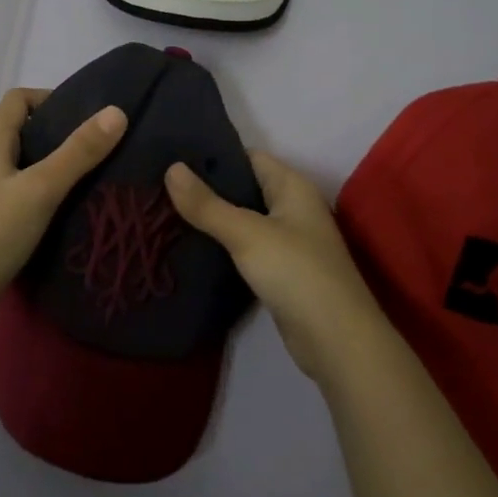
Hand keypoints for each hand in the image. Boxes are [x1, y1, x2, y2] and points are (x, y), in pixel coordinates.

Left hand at [0, 88, 127, 325]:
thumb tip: (116, 112)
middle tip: (90, 147)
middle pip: (15, 130)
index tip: (82, 114)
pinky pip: (8, 189)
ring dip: (42, 162)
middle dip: (51, 131)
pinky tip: (52, 209)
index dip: (48, 98)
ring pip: (12, 162)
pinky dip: (31, 189)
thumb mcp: (41, 189)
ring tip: (78, 177)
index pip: (16, 99)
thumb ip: (78, 152)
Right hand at [165, 152, 384, 383]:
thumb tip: (171, 168)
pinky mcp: (281, 272)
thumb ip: (207, 204)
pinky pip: (246, 247)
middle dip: (207, 188)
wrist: (336, 341)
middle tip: (161, 186)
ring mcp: (289, 241)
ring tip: (167, 213)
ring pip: (243, 220)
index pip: (248, 157)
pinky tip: (193, 247)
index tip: (173, 157)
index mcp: (292, 186)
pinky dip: (223, 245)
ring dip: (213, 218)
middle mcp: (293, 208)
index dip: (213, 155)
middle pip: (244, 187)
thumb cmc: (296, 273)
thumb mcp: (247, 233)